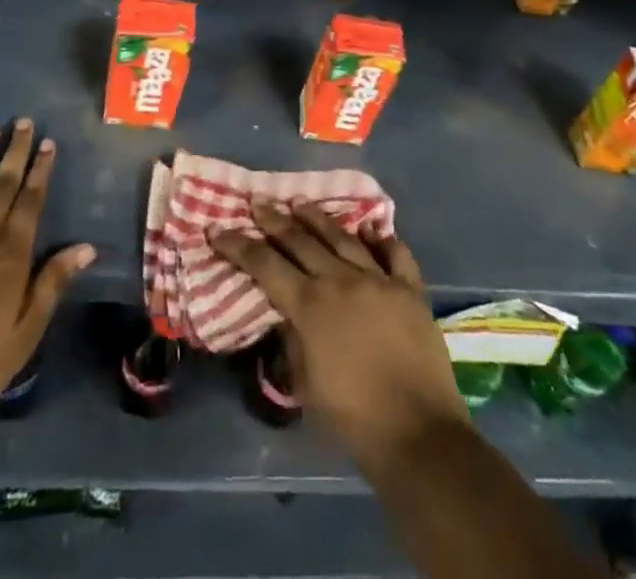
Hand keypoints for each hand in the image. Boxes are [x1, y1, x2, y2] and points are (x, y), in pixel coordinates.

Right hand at [211, 203, 470, 467]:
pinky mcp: (410, 289)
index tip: (217, 228)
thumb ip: (293, 340)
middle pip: (301, 240)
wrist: (418, 434)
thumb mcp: (306, 385)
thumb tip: (288, 313)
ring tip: (300, 202)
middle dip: (274, 220)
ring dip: (318, 218)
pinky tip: (371, 228)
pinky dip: (382, 239)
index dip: (238, 246)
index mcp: (311, 306)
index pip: (265, 265)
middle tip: (258, 202)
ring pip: (343, 237)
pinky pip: (395, 254)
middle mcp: (341, 281)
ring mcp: (379, 280)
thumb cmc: (353, 418)